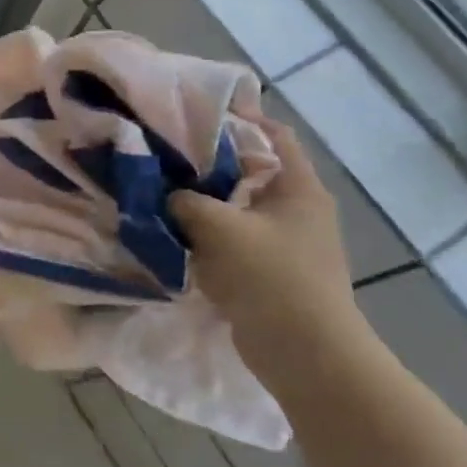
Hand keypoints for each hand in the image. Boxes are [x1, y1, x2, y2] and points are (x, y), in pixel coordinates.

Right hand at [168, 122, 373, 386]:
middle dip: (210, 162)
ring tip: (161, 191)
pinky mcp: (272, 271)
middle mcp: (298, 209)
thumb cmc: (269, 276)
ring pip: (238, 207)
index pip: (274, 134)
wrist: (305, 353)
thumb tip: (164, 192)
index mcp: (299, 188)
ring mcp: (287, 243)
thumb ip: (183, 200)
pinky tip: (175, 233)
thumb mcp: (217, 227)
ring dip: (205, 201)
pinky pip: (234, 239)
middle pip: (251, 170)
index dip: (240, 117)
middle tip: (166, 153)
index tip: (195, 112)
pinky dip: (208, 234)